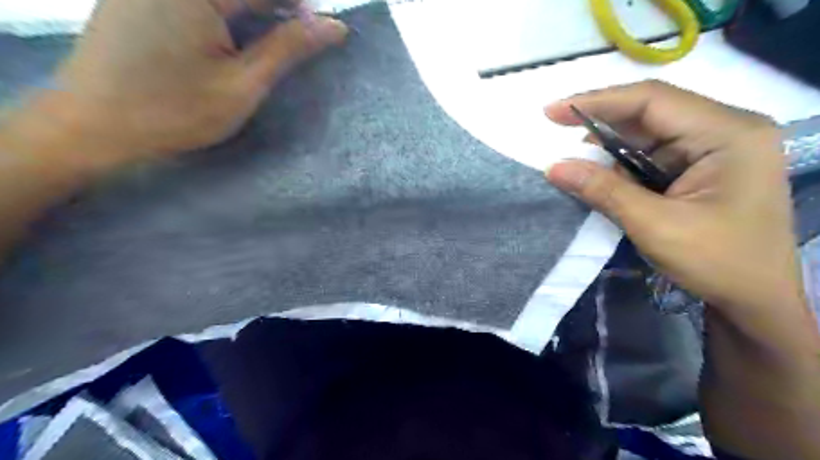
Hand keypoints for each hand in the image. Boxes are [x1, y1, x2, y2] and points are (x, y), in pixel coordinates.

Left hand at [37, 0, 343, 163]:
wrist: (94, 126)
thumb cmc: (177, 111)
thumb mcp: (243, 84)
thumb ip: (289, 48)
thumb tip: (334, 26)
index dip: (301, 5)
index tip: (322, 30)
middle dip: (278, 8)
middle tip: (299, 37)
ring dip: (254, 11)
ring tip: (272, 39)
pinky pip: (199, 1)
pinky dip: (226, 13)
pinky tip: (233, 34)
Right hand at [543, 80, 805, 326]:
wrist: (756, 300)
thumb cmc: (719, 263)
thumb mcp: (655, 225)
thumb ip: (603, 191)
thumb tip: (553, 167)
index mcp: (727, 133)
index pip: (652, 101)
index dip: (598, 102)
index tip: (553, 111)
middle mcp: (722, 130)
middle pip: (649, 113)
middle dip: (600, 125)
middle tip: (555, 131)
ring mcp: (712, 148)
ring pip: (646, 135)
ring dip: (608, 149)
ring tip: (576, 164)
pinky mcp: (699, 167)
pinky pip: (649, 155)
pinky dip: (620, 166)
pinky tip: (600, 177)